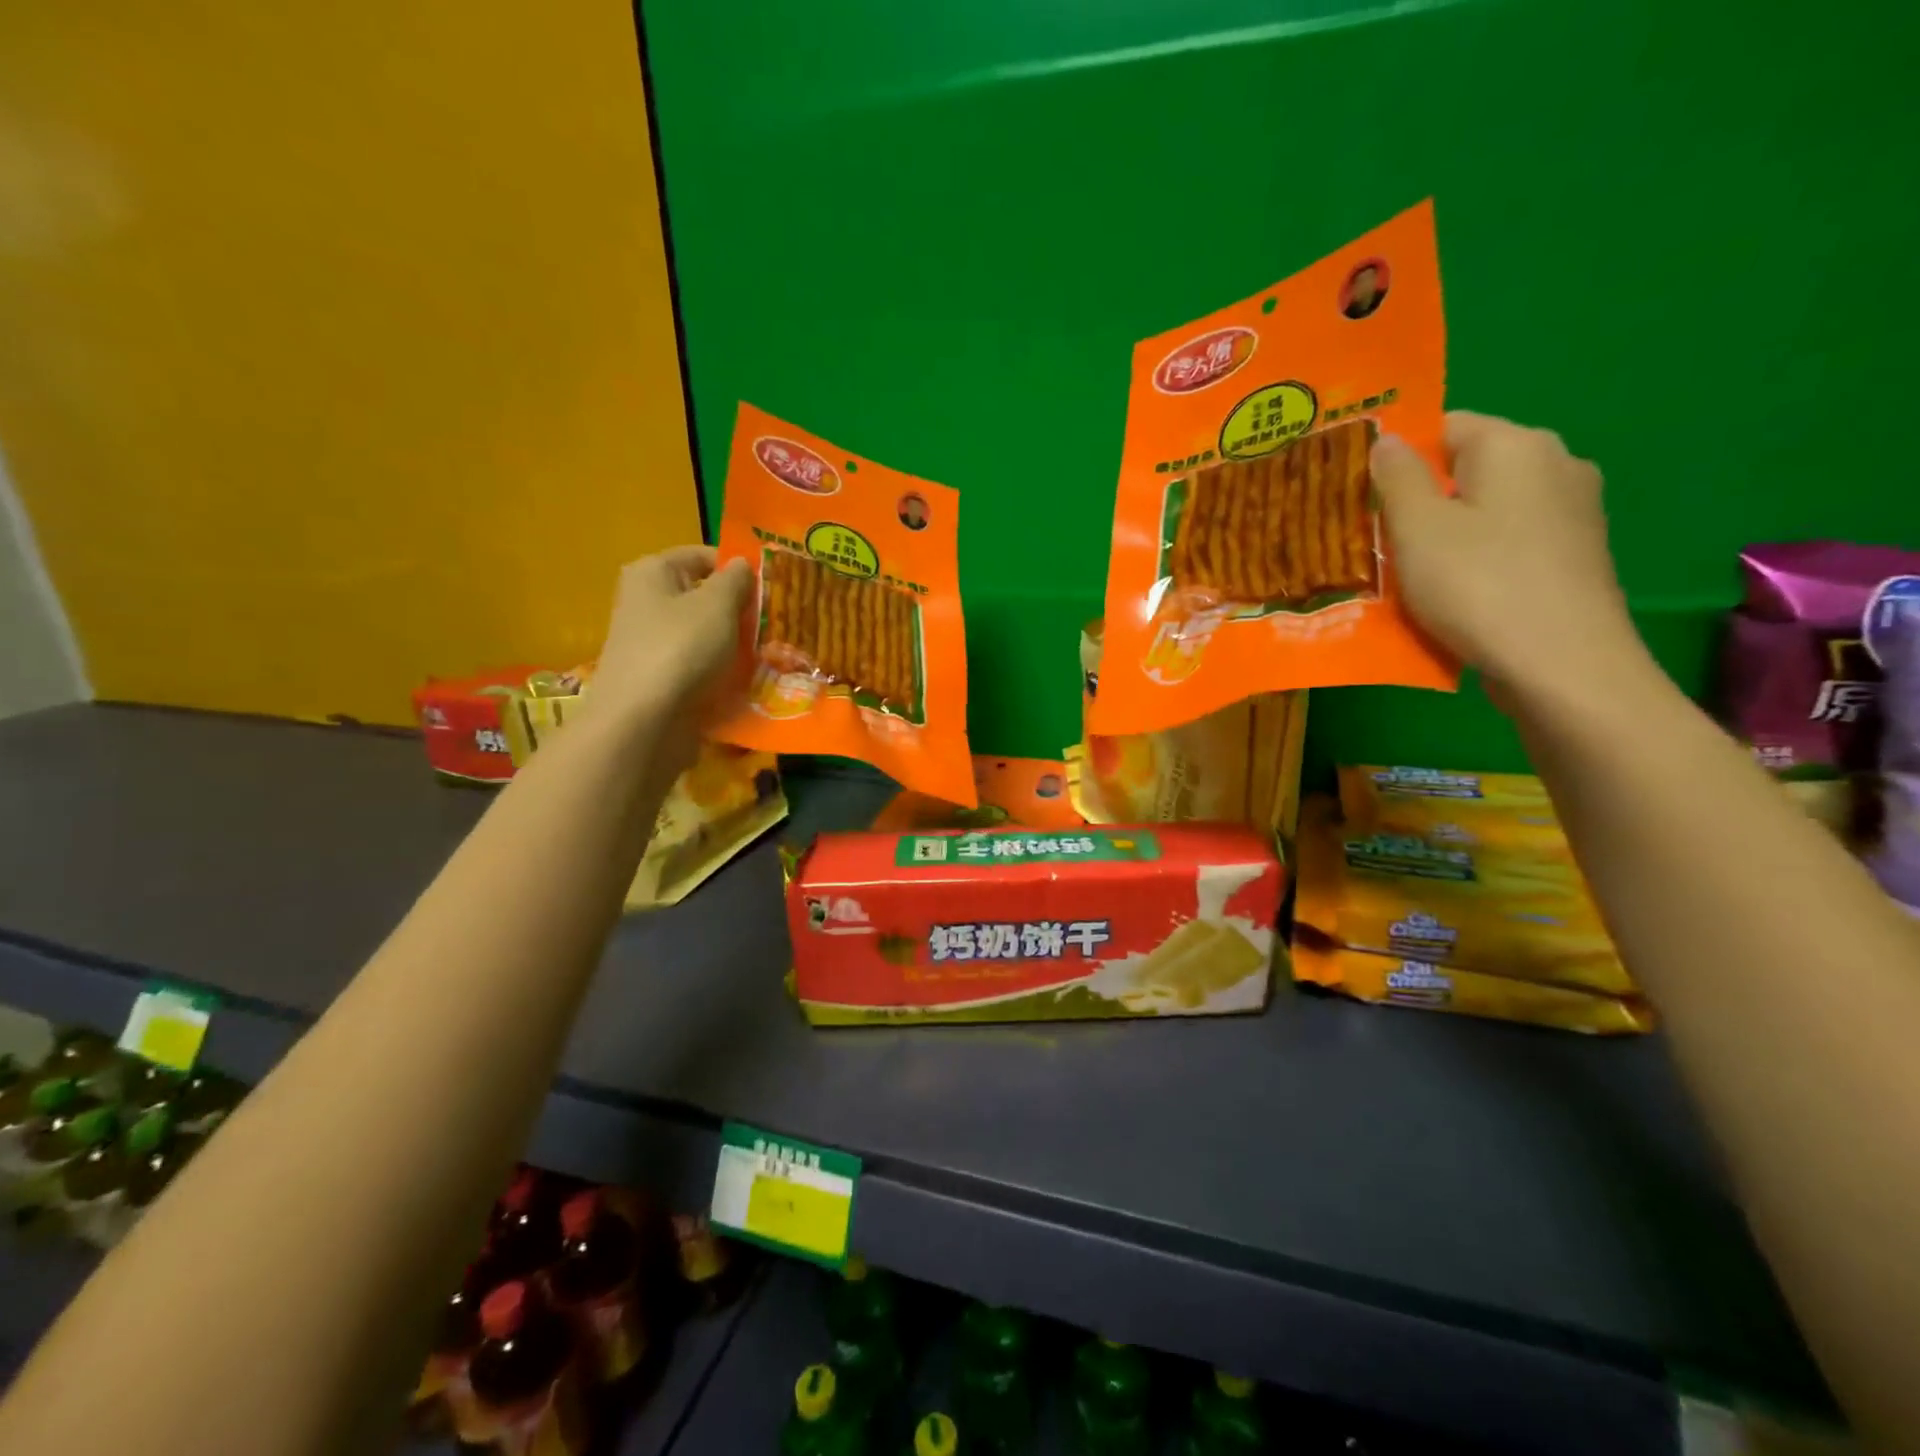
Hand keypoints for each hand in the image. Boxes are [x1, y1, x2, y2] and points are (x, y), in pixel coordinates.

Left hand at [589, 547, 751, 766]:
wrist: (643, 721)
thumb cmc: (681, 648)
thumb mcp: (718, 605)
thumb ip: (735, 580)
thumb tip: (741, 563)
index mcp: (652, 572)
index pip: (702, 556)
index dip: (738, 568)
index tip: (771, 588)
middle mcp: (645, 602)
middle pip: (702, 597)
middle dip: (738, 610)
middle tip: (776, 622)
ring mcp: (650, 643)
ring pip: (703, 635)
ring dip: (733, 644)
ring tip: (769, 654)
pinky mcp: (658, 679)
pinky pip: (697, 666)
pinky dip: (719, 671)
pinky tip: (746, 682)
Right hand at [1371, 413, 1645, 703]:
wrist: (1561, 664)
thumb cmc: (1477, 585)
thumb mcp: (1417, 528)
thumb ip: (1397, 477)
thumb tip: (1388, 439)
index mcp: (1517, 445)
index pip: (1446, 427)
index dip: (1400, 459)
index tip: (1365, 499)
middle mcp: (1556, 465)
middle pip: (1469, 470)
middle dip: (1422, 500)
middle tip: (1378, 541)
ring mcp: (1574, 512)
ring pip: (1488, 510)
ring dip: (1448, 535)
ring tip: (1409, 575)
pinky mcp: (1576, 556)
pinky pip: (1511, 543)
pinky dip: (1479, 560)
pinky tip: (1455, 595)